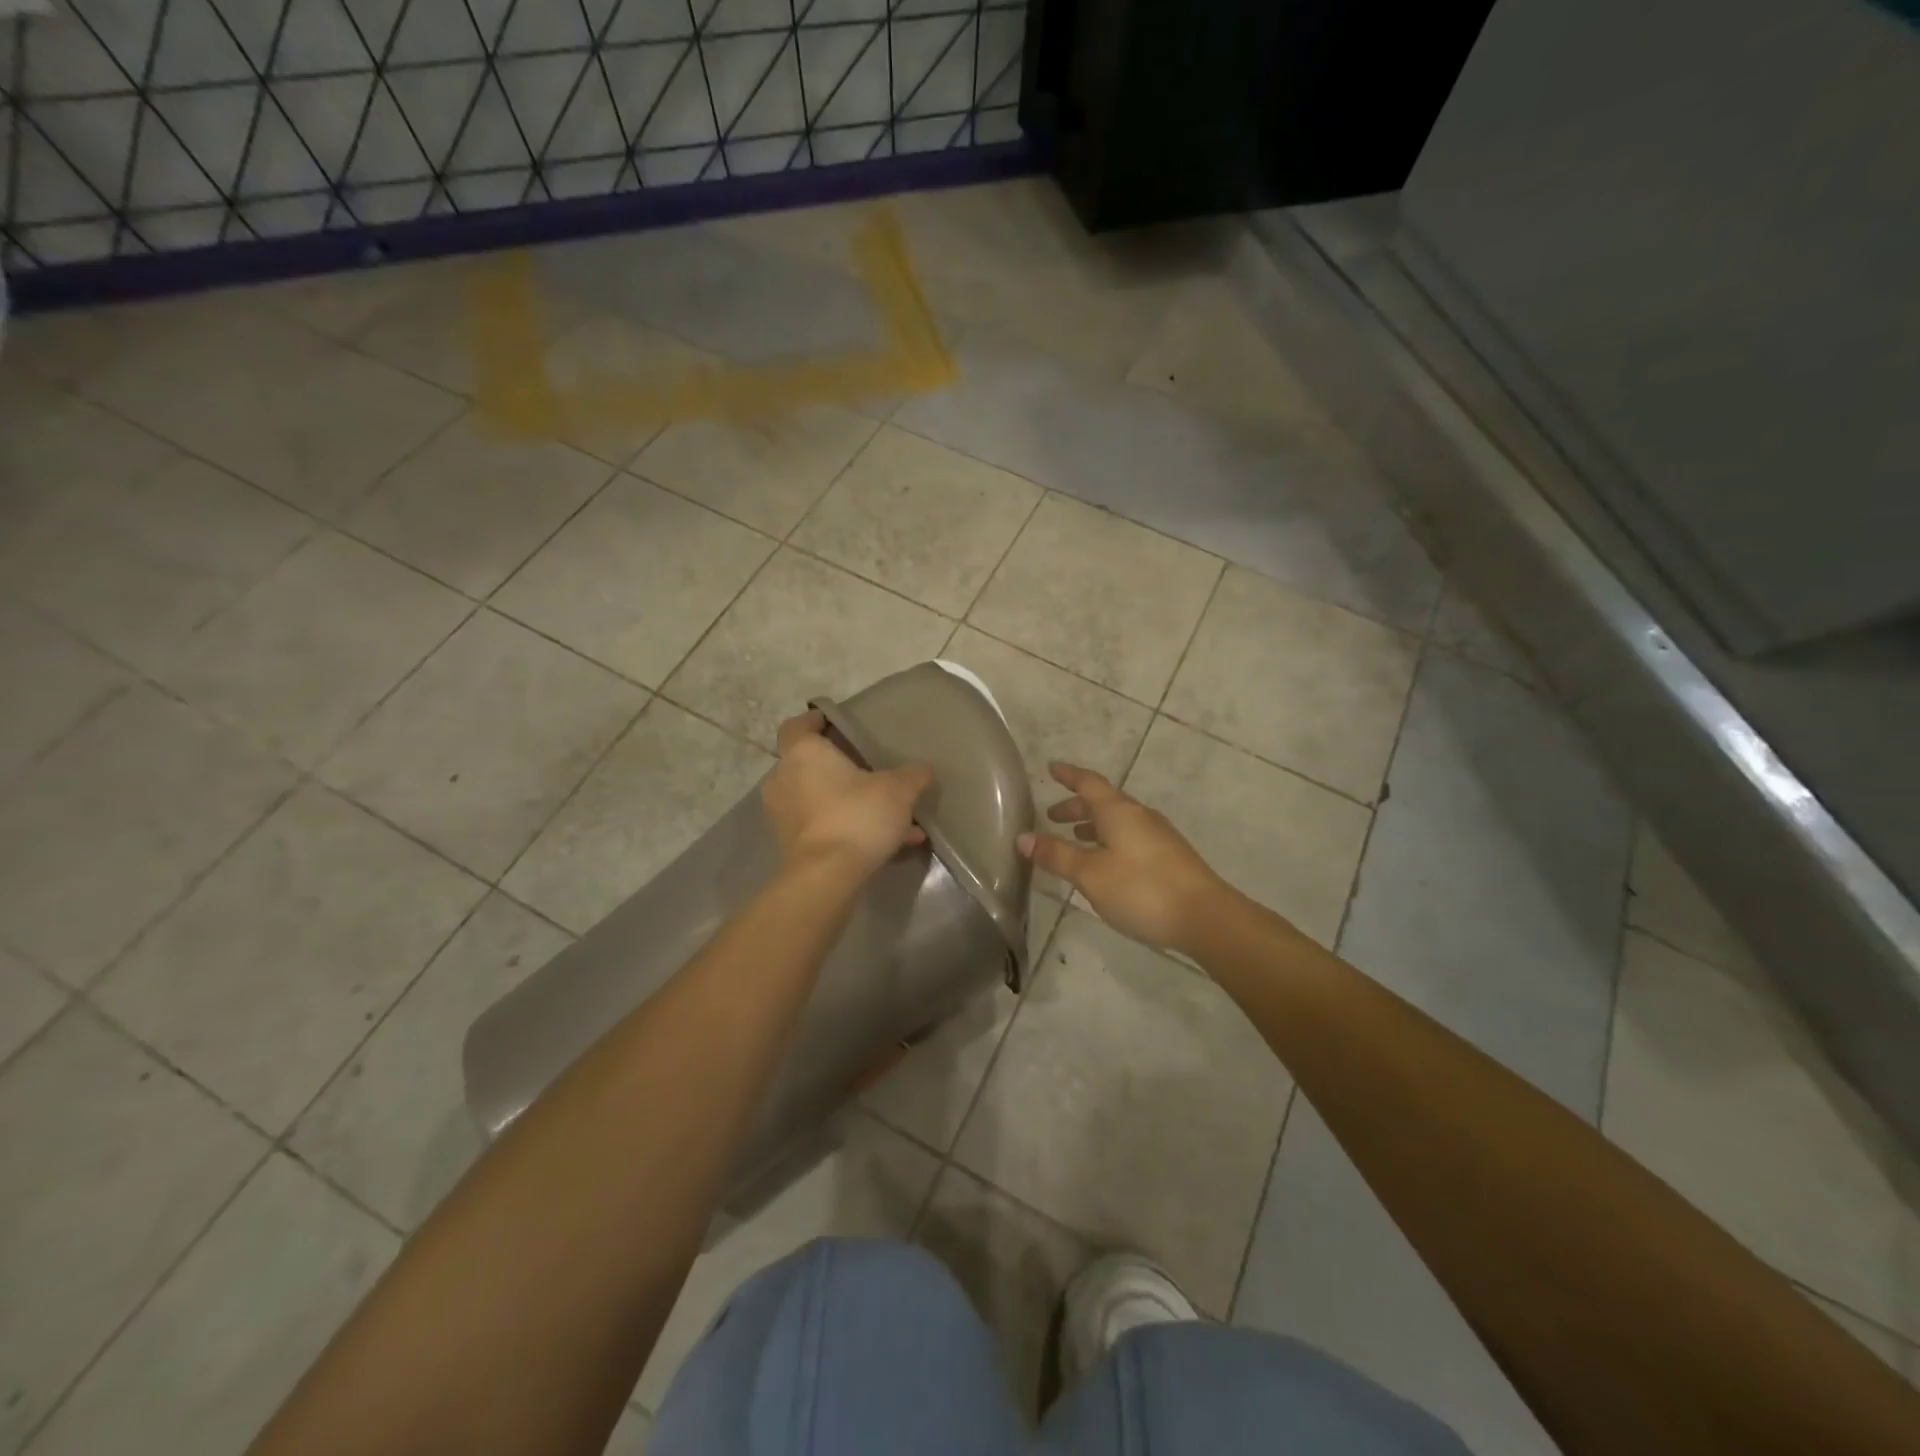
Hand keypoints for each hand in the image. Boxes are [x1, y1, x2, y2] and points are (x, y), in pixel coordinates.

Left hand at [764, 711, 933, 879]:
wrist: (827, 877)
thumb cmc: (857, 816)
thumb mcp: (899, 790)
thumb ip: (913, 775)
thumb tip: (923, 770)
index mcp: (803, 753)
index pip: (797, 725)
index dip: (814, 720)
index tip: (833, 722)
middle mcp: (785, 779)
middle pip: (809, 764)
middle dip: (839, 767)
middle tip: (868, 768)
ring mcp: (784, 814)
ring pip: (820, 798)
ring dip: (850, 801)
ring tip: (891, 814)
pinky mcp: (791, 844)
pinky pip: (824, 826)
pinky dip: (849, 827)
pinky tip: (890, 842)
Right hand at [1018, 763, 1230, 951]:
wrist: (1206, 917)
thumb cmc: (1142, 889)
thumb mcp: (1090, 874)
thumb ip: (1057, 855)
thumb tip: (1023, 837)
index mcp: (1118, 811)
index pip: (1088, 783)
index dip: (1069, 775)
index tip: (1052, 768)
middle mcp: (1139, 816)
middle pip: (1103, 802)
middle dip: (1076, 806)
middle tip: (1052, 816)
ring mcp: (1158, 836)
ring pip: (1118, 821)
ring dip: (1093, 825)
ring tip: (1075, 839)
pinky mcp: (1169, 857)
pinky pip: (1130, 837)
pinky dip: (1110, 840)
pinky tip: (1106, 864)